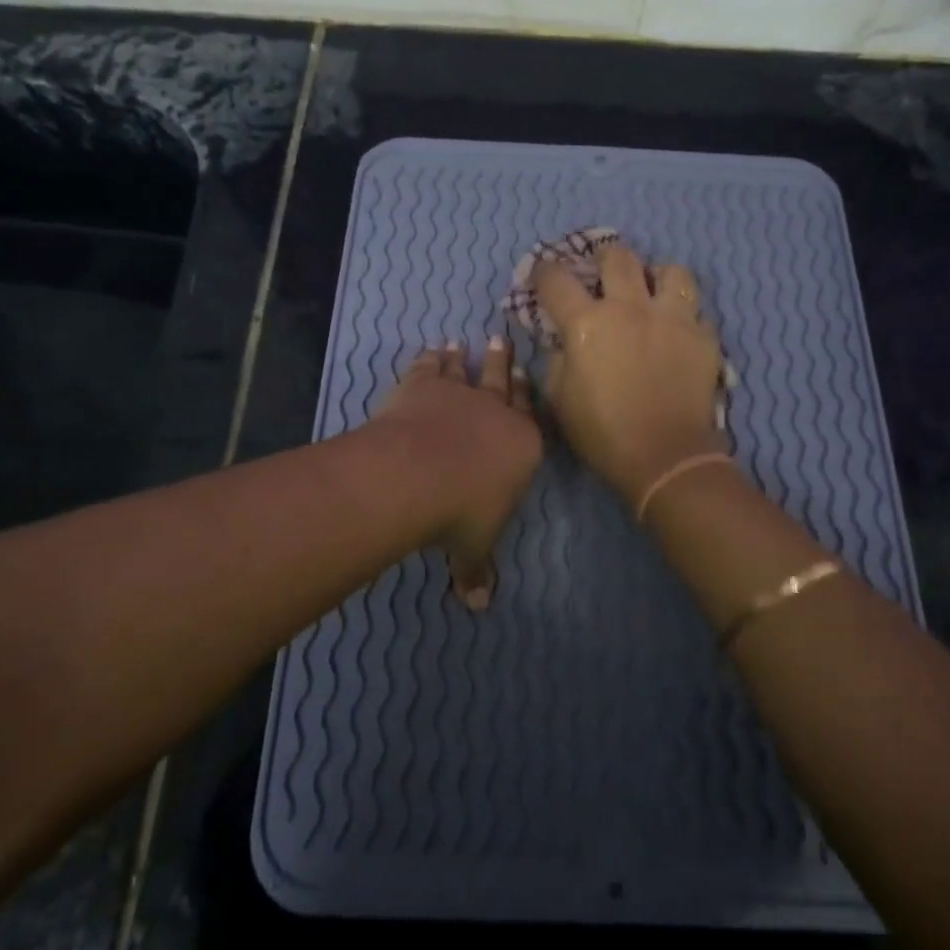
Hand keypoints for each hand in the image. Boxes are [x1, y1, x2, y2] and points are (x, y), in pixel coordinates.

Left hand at [370, 338, 542, 609]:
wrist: (418, 474)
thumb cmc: (460, 514)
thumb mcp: (473, 547)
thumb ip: (477, 570)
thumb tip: (479, 607)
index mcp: (522, 445)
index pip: (531, 417)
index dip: (528, 398)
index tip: (526, 376)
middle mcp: (496, 412)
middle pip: (503, 383)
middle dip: (504, 365)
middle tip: (503, 343)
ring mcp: (459, 394)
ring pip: (467, 370)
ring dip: (467, 358)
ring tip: (465, 343)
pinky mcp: (424, 385)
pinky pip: (430, 367)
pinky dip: (431, 357)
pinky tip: (431, 349)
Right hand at [533, 241, 724, 506]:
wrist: (665, 456)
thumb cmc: (602, 432)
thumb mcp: (560, 399)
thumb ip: (557, 359)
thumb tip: (563, 341)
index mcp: (587, 323)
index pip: (556, 280)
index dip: (544, 271)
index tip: (542, 274)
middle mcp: (630, 308)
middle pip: (617, 257)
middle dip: (605, 258)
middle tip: (603, 272)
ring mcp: (672, 318)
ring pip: (671, 270)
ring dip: (657, 276)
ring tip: (653, 291)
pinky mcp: (703, 336)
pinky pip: (696, 309)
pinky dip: (684, 314)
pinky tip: (677, 330)